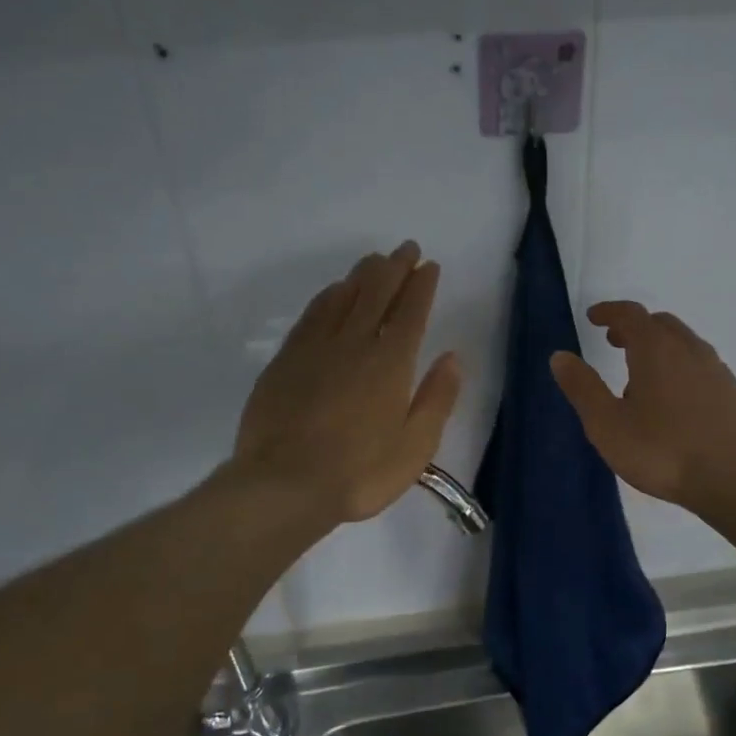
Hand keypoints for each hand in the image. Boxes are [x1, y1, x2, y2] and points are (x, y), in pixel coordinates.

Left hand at [233, 242, 463, 523]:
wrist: (283, 486)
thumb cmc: (358, 473)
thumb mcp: (415, 447)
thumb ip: (437, 399)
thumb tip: (452, 358)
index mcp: (391, 364)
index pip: (411, 312)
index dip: (422, 285)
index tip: (429, 266)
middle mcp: (354, 345)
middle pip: (377, 294)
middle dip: (395, 268)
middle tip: (406, 249)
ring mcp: (316, 349)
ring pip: (343, 297)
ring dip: (362, 275)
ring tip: (374, 260)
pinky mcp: (286, 360)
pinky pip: (312, 315)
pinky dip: (327, 296)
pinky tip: (333, 291)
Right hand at [550, 302, 735, 509]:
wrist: (734, 479)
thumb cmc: (662, 451)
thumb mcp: (607, 424)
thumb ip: (582, 387)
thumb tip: (560, 356)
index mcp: (656, 349)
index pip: (630, 314)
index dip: (609, 311)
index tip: (593, 318)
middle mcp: (688, 349)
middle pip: (659, 324)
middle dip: (634, 328)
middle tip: (613, 342)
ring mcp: (714, 369)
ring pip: (682, 343)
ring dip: (657, 347)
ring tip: (638, 377)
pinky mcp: (730, 391)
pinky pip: (698, 363)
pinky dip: (678, 365)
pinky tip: (671, 399)